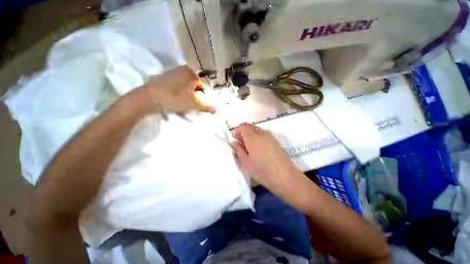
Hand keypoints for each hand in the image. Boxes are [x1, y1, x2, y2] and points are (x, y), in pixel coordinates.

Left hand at [144, 65, 216, 113]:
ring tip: (184, 103)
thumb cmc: (175, 97)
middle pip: (196, 87)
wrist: (150, 97)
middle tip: (192, 105)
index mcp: (191, 73)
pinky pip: (180, 86)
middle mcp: (183, 70)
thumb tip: (217, 110)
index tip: (201, 105)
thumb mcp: (193, 103)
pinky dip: (182, 93)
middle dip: (196, 97)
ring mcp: (174, 73)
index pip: (204, 87)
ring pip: (188, 87)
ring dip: (189, 95)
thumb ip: (207, 106)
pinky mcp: (167, 77)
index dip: (204, 98)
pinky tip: (177, 99)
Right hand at [230, 123, 300, 194]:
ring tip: (247, 145)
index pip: (242, 126)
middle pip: (250, 126)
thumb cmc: (262, 170)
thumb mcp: (246, 162)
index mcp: (252, 137)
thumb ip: (238, 150)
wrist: (285, 177)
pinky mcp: (275, 140)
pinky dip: (257, 136)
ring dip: (250, 133)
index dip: (236, 130)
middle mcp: (261, 133)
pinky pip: (263, 133)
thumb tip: (234, 142)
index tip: (233, 138)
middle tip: (239, 141)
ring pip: (257, 129)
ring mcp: (270, 136)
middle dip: (242, 131)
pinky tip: (257, 147)